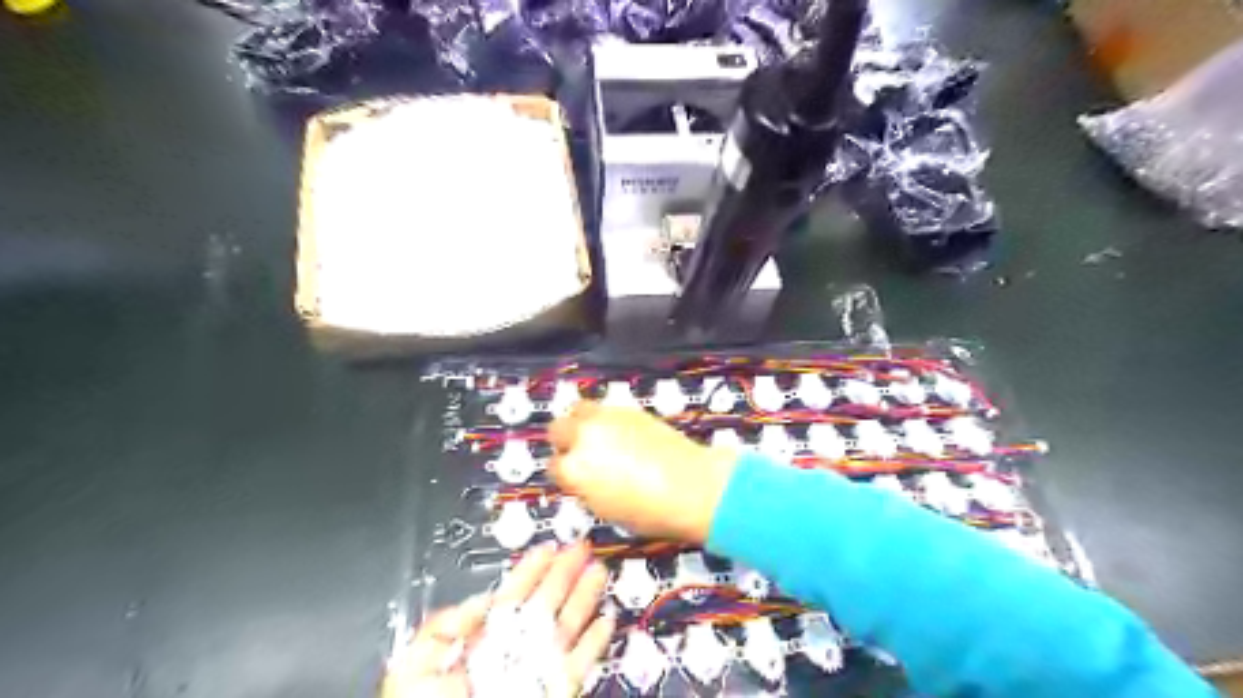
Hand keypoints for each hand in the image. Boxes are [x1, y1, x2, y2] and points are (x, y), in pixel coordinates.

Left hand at [379, 545, 611, 697]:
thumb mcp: (414, 662)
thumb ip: (444, 626)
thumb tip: (479, 600)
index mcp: (480, 639)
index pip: (512, 594)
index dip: (531, 569)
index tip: (549, 547)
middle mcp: (512, 650)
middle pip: (545, 603)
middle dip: (565, 573)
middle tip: (582, 548)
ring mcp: (535, 670)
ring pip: (566, 627)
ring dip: (584, 599)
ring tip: (599, 572)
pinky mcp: (555, 691)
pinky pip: (579, 666)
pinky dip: (595, 645)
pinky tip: (606, 622)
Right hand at [548, 405, 731, 544]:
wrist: (689, 486)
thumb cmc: (648, 511)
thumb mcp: (605, 509)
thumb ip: (586, 488)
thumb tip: (583, 480)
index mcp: (574, 470)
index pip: (553, 466)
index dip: (564, 473)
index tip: (574, 477)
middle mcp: (583, 438)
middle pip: (557, 429)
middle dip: (565, 440)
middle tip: (580, 452)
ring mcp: (606, 419)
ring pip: (578, 409)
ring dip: (581, 422)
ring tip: (596, 435)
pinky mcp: (628, 409)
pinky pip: (605, 408)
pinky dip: (605, 418)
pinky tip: (619, 432)